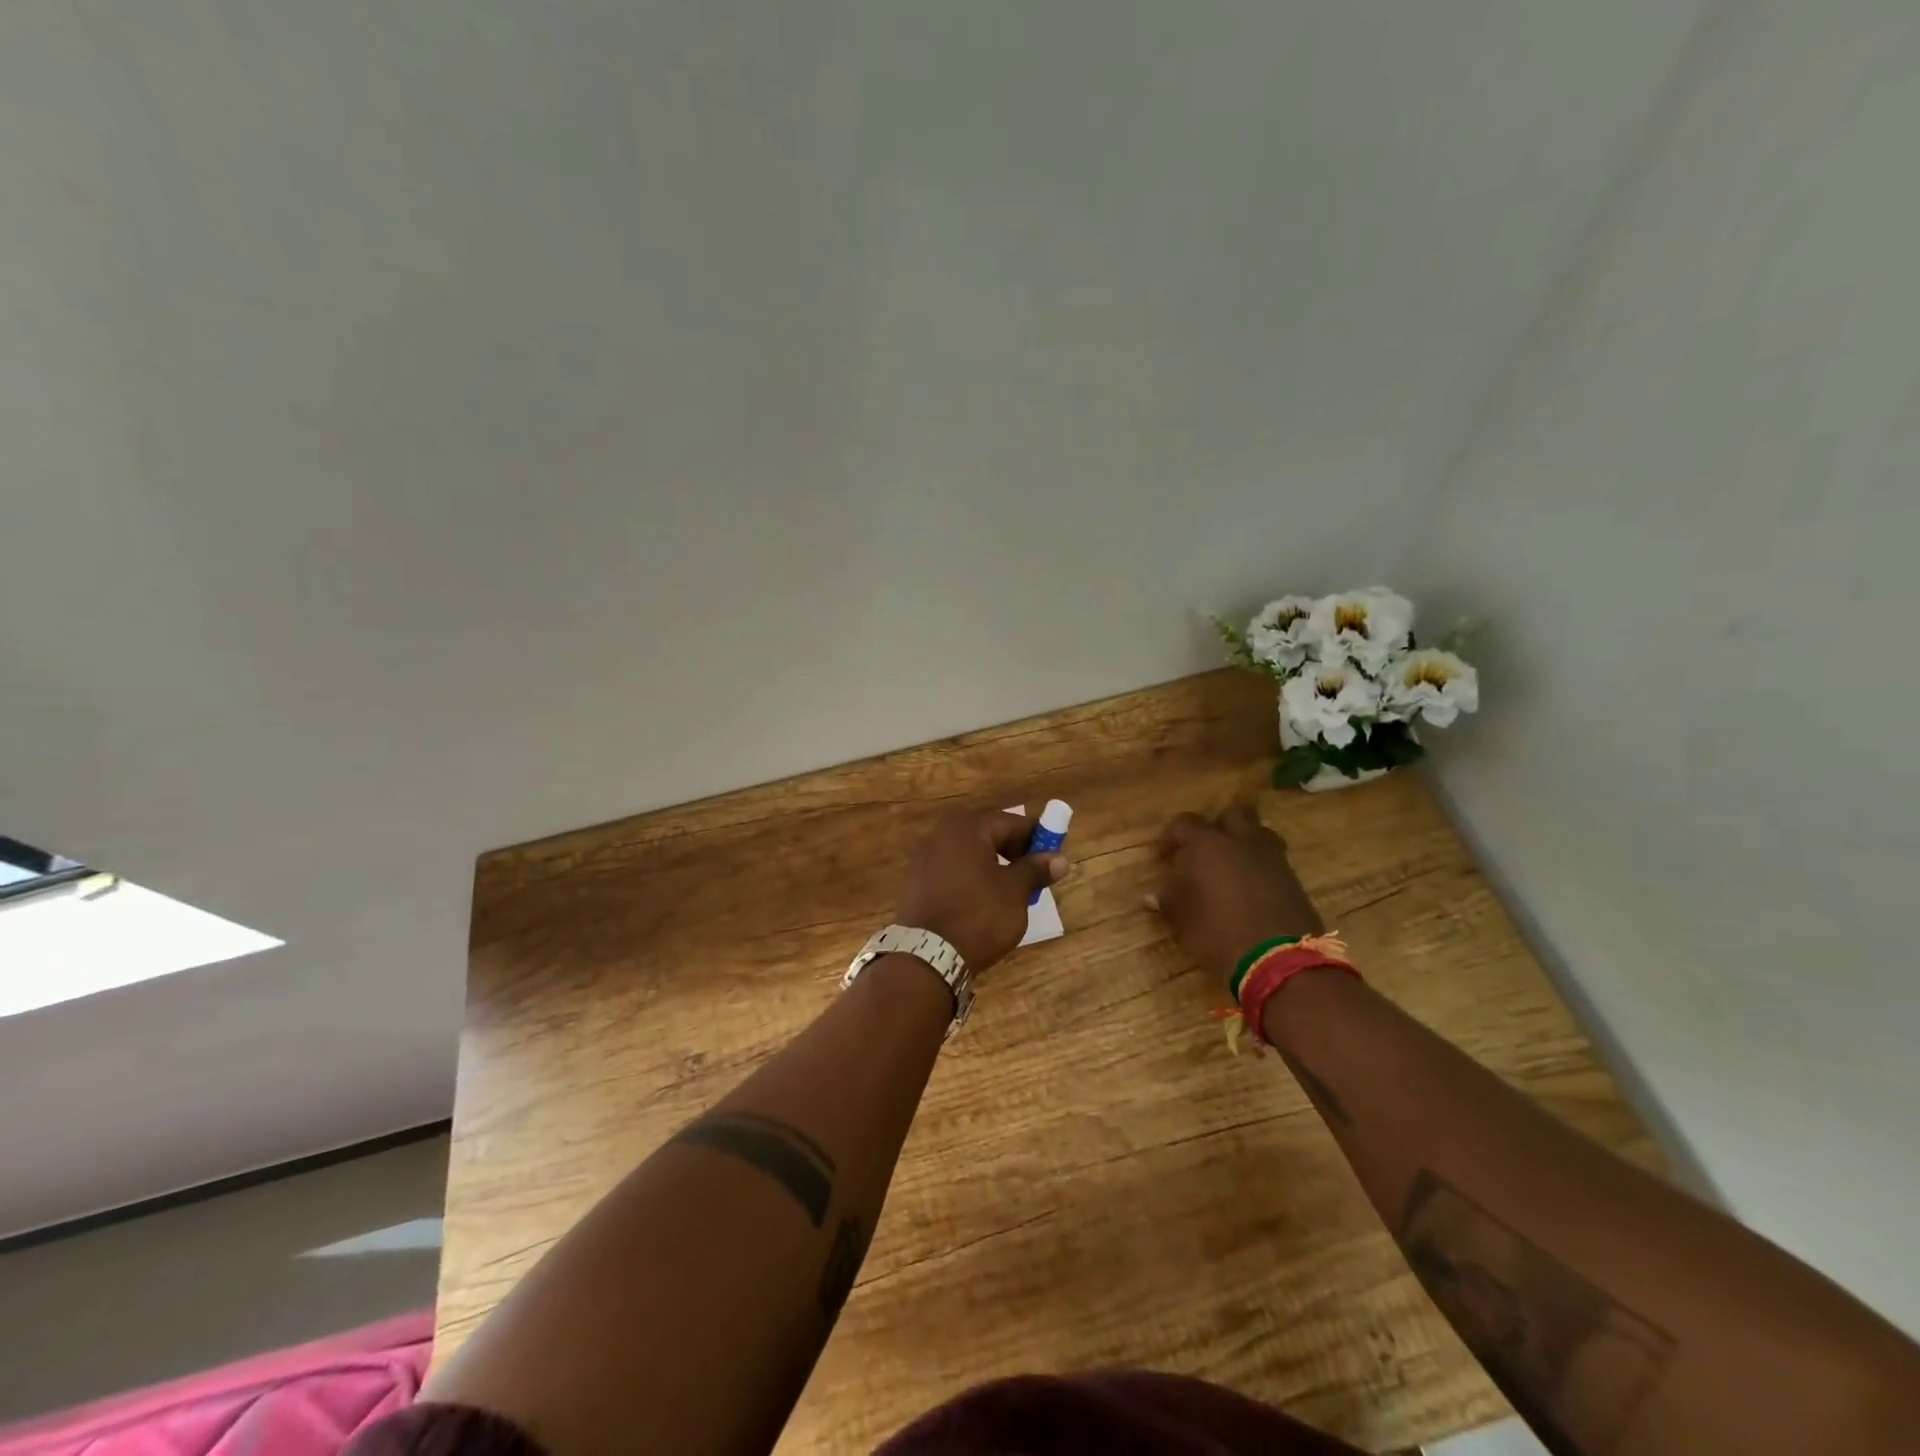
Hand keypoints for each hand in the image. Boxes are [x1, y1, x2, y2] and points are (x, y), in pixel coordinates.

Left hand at [894, 808, 1070, 972]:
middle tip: (1034, 874)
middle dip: (1013, 851)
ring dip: (993, 866)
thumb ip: (1035, 870)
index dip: (1035, 836)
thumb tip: (1059, 859)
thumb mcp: (1015, 892)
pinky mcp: (916, 884)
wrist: (928, 956)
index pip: (1010, 822)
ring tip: (1012, 891)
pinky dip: (971, 879)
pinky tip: (983, 902)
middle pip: (987, 835)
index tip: (1053, 855)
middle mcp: (940, 835)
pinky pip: (952, 872)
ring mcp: (924, 859)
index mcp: (966, 829)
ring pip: (969, 854)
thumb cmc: (978, 916)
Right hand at [1150, 804, 1323, 989]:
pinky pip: (1273, 860)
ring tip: (1232, 865)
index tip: (1163, 855)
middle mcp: (1241, 841)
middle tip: (1205, 849)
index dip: (1171, 836)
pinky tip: (1251, 888)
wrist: (1279, 959)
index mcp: (1208, 844)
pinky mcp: (1293, 879)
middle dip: (1218, 826)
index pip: (1184, 823)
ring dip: (1244, 843)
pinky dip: (1261, 866)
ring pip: (1259, 833)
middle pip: (1233, 815)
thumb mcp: (1182, 918)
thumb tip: (1152, 897)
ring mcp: (1272, 858)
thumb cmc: (1218, 931)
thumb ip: (1168, 900)